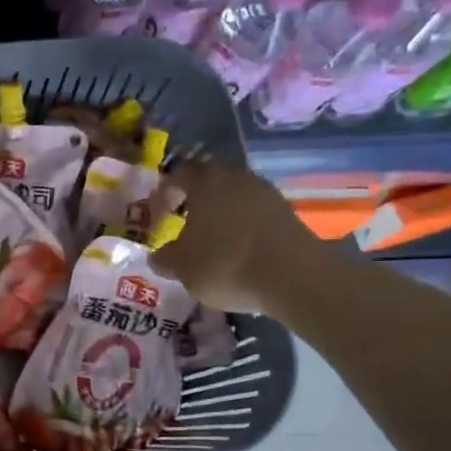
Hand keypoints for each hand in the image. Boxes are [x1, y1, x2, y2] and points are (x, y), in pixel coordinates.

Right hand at [151, 160, 337, 314]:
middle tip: (183, 225)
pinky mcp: (287, 212)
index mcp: (205, 182)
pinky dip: (243, 226)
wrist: (293, 276)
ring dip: (221, 213)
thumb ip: (165, 258)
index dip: (163, 194)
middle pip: (209, 180)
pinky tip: (239, 251)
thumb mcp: (182, 267)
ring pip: (234, 195)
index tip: (157, 218)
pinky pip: (255, 212)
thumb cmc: (225, 263)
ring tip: (212, 241)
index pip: (177, 174)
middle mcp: (237, 177)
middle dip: (194, 200)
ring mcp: (266, 193)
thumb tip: (158, 256)